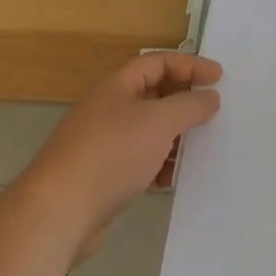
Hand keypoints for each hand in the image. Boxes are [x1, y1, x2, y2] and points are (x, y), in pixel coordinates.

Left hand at [25, 53, 221, 261]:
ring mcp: (101, 142)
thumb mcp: (160, 122)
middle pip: (153, 94)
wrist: (57, 213)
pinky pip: (137, 159)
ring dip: (172, 136)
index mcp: (118, 85)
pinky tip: (168, 179)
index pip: (159, 62)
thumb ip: (190, 105)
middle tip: (210, 112)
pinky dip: (156, 163)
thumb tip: (210, 96)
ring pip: (146, 129)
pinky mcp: (99, 175)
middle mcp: (108, 107)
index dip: (190, 65)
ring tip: (195, 148)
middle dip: (183, 102)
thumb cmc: (112, 154)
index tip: (218, 78)